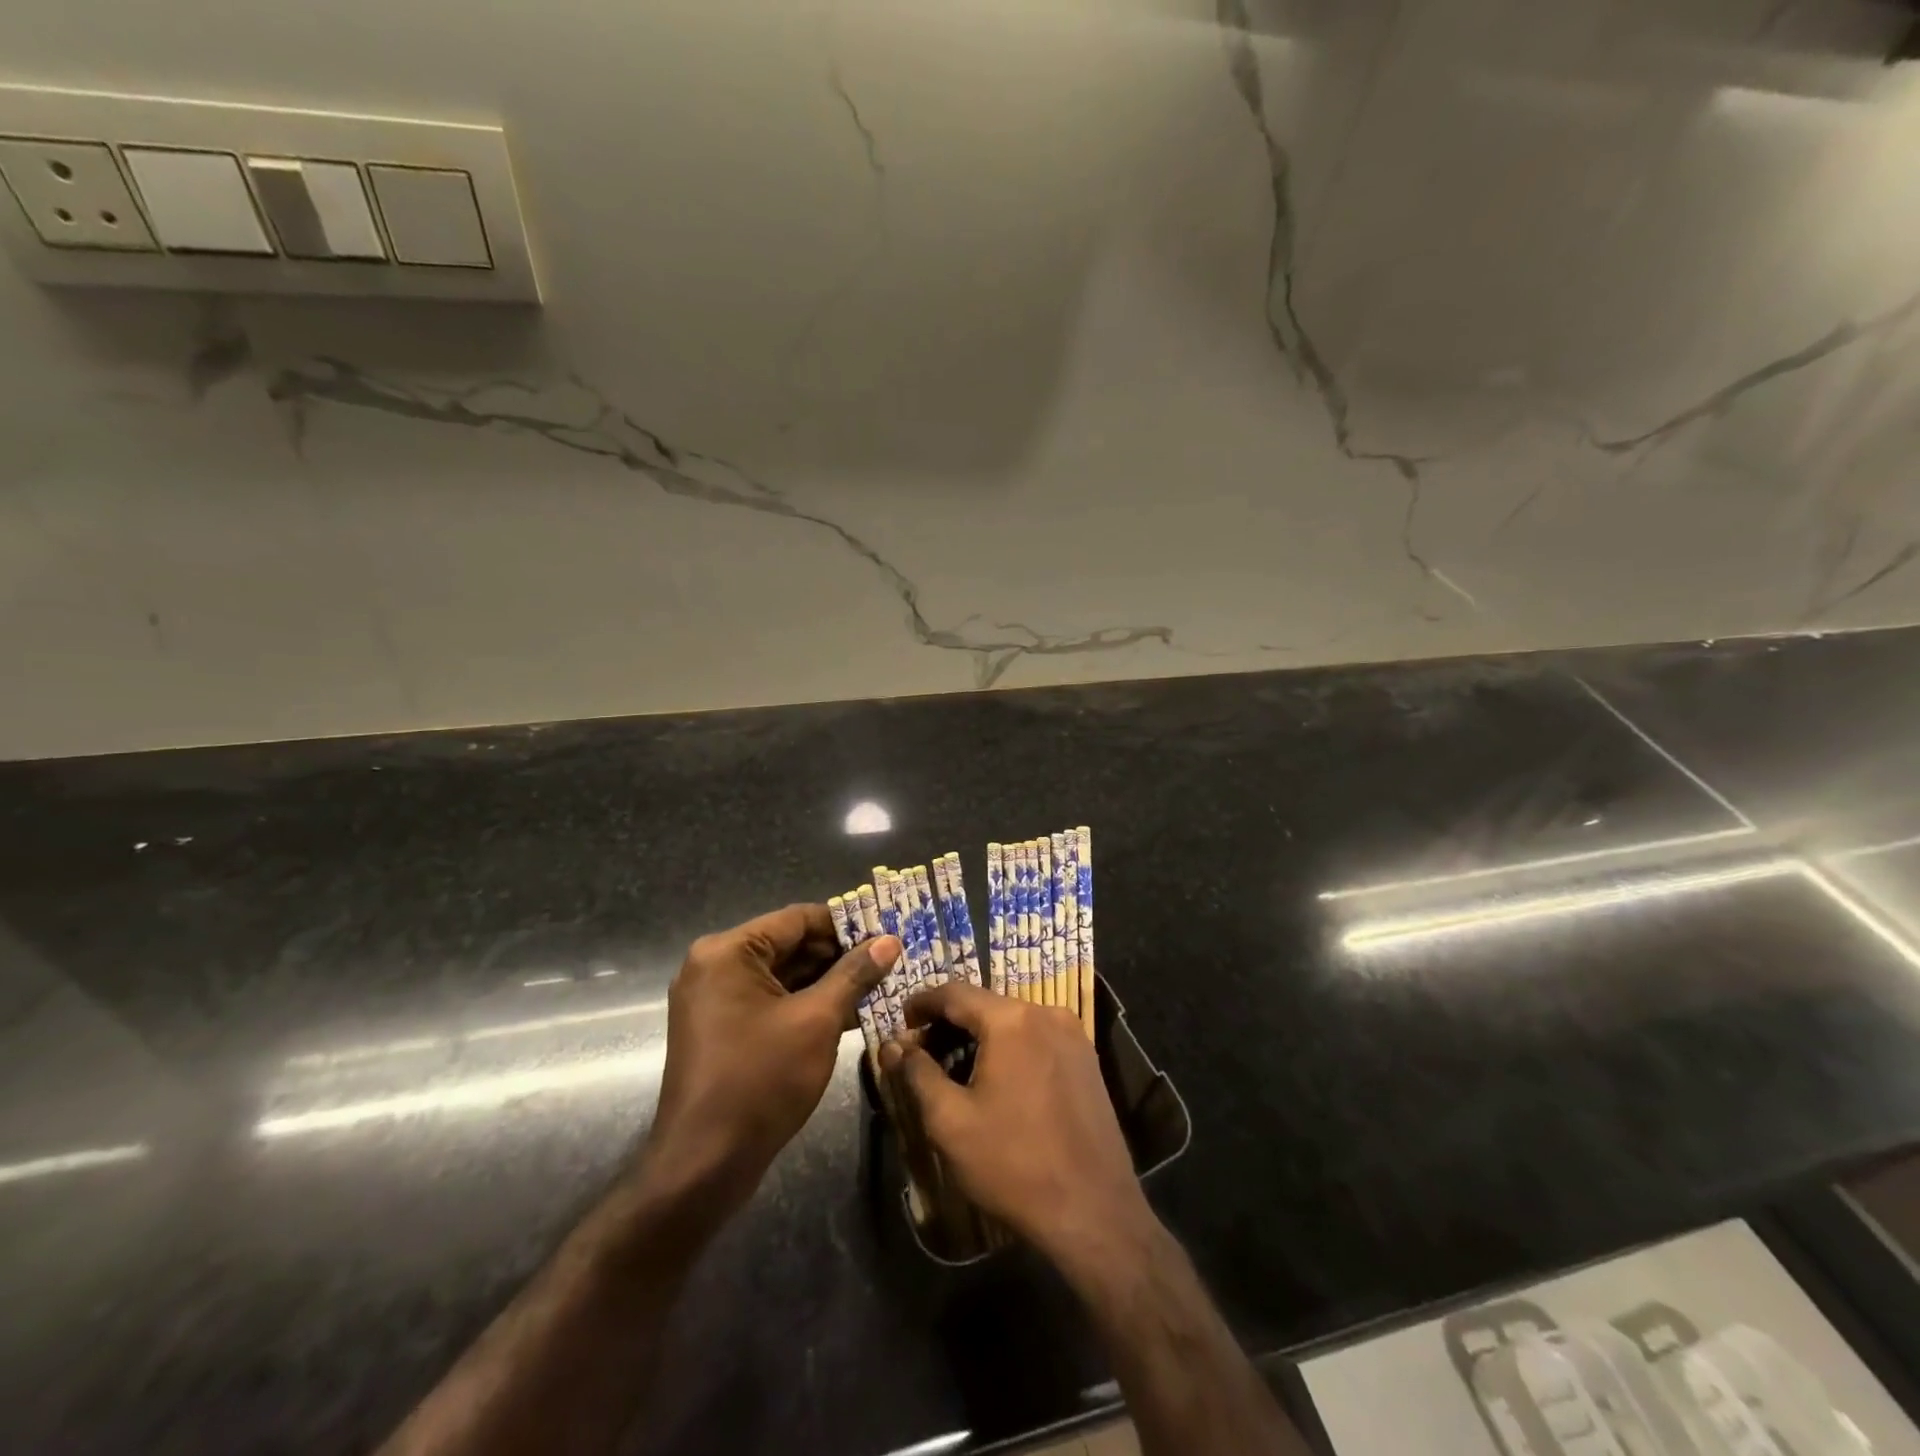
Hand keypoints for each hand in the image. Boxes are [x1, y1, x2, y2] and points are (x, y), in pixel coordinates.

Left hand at [644, 905, 898, 1221]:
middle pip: (790, 945)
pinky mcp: (722, 1028)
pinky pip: (771, 1000)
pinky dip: (807, 1004)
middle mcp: (715, 965)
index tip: (887, 932)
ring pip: (784, 975)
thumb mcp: (816, 1021)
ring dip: (828, 981)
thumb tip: (889, 941)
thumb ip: (854, 974)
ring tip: (880, 985)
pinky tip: (851, 1012)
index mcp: (728, 952)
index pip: (798, 918)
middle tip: (890, 961)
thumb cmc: (760, 1081)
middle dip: (840, 955)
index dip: (846, 924)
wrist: (703, 1165)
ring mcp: (716, 999)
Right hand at [880, 981, 1153, 1281]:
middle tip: (920, 1054)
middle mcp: (1045, 1013)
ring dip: (978, 1037)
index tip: (899, 1022)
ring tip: (952, 1070)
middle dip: (948, 1024)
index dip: (921, 1003)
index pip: (954, 993)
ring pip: (1011, 1021)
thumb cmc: (1013, 1164)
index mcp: (1011, 1019)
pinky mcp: (1086, 1059)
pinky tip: (994, 1080)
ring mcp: (1072, 1035)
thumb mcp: (950, 1121)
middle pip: (984, 1005)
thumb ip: (917, 1074)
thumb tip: (893, 1045)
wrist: (1094, 1212)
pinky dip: (1008, 1048)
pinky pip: (1036, 1038)